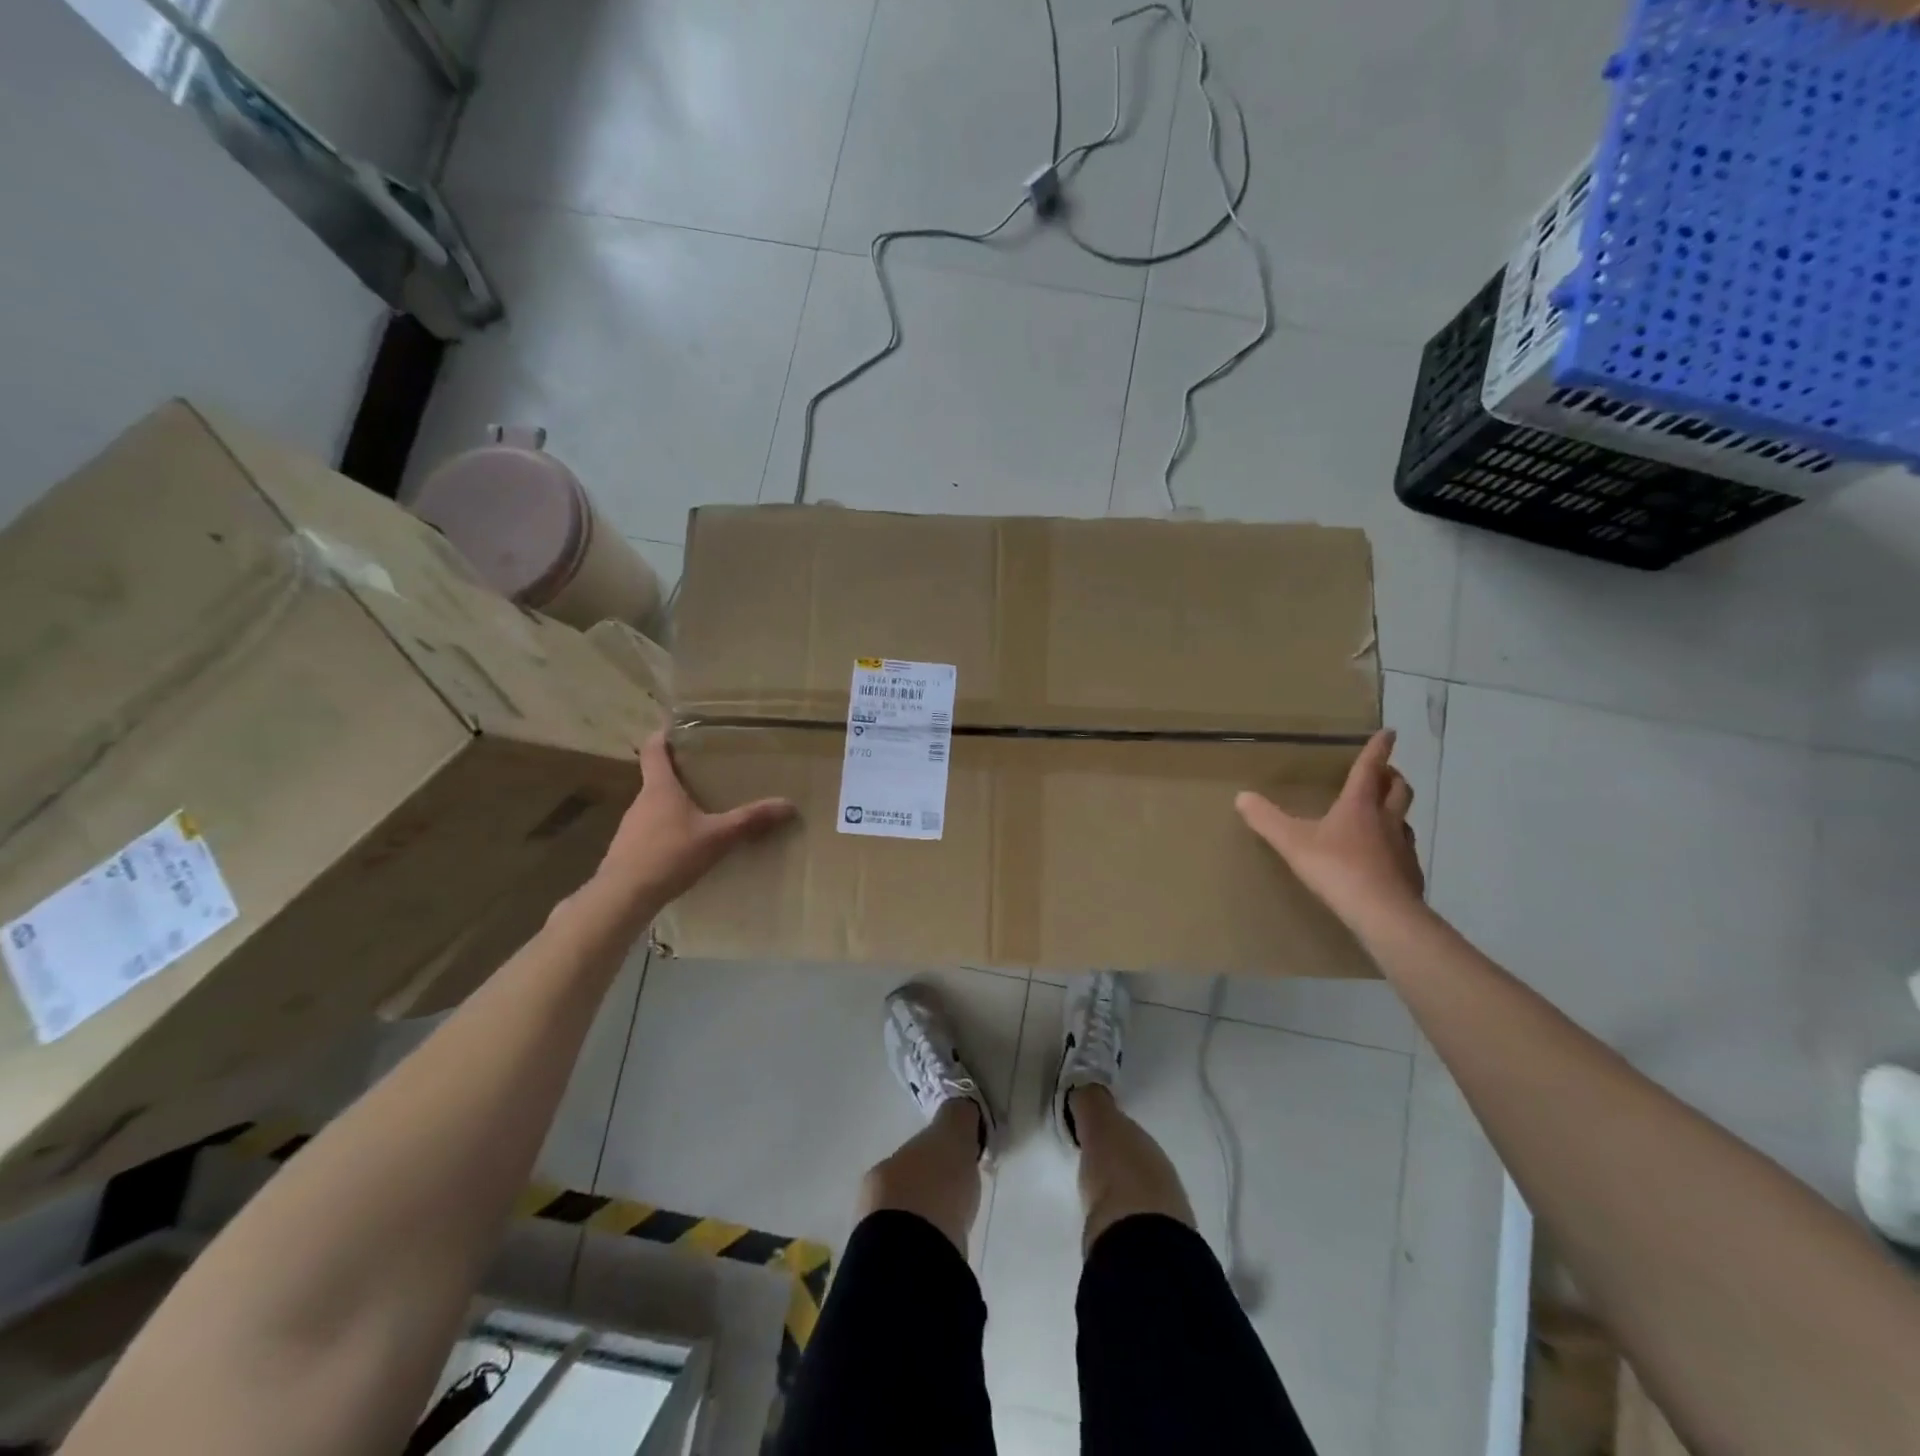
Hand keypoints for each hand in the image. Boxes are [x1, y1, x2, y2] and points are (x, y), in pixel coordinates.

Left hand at [593, 732, 796, 912]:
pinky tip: (685, 847)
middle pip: (657, 778)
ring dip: (674, 806)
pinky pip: (650, 832)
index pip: (653, 750)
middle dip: (679, 774)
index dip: (662, 736)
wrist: (624, 896)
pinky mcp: (627, 851)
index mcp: (660, 788)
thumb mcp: (717, 837)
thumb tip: (788, 804)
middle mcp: (641, 801)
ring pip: (654, 807)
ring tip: (701, 812)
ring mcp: (630, 827)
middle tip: (706, 774)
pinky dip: (667, 831)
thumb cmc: (670, 855)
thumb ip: (750, 820)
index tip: (674, 727)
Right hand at [1235, 729, 1423, 930]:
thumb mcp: (1292, 841)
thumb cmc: (1337, 868)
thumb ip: (1266, 819)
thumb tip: (1241, 796)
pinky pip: (1404, 850)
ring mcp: (1403, 846)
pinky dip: (1395, 844)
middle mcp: (1387, 819)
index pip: (1370, 767)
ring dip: (1395, 809)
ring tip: (1382, 813)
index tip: (1389, 732)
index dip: (1378, 748)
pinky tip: (1383, 857)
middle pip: (1398, 789)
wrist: (1382, 912)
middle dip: (1392, 776)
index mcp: (1359, 804)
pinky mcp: (1410, 873)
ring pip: (1404, 819)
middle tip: (1384, 772)